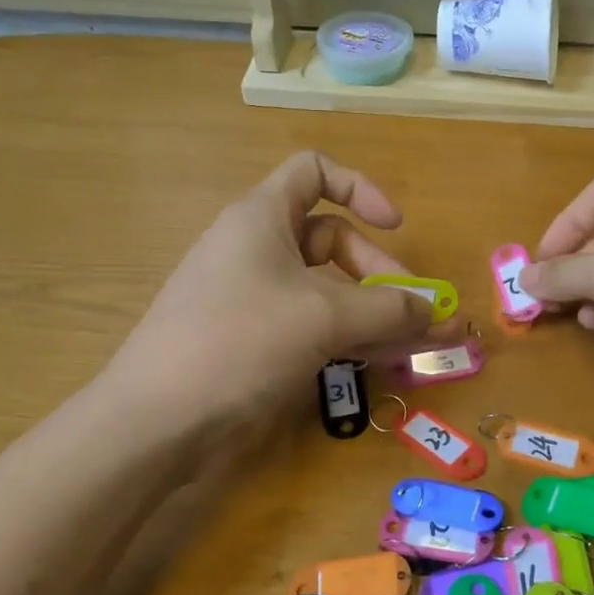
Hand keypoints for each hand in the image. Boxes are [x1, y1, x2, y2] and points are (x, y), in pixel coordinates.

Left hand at [103, 152, 436, 425]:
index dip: (360, 188)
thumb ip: (388, 309)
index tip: (395, 226)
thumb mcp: (324, 317)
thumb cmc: (241, 342)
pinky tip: (382, 362)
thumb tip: (435, 310)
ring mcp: (254, 298)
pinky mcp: (254, 341)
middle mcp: (257, 249)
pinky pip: (312, 325)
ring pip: (327, 290)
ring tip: (414, 345)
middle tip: (415, 313)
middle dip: (379, 272)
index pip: (314, 172)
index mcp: (263, 218)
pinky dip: (348, 337)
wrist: (158, 422)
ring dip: (373, 313)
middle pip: (333, 240)